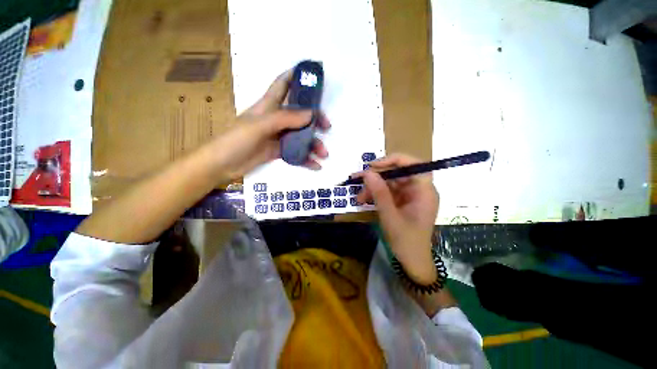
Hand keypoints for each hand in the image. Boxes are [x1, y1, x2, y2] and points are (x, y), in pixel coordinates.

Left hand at [206, 70, 329, 181]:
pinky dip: (306, 158)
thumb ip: (285, 119)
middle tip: (327, 127)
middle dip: (315, 118)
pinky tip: (315, 165)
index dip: (296, 76)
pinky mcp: (278, 151)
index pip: (283, 84)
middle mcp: (275, 118)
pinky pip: (296, 152)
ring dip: (313, 143)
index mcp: (268, 106)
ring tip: (323, 154)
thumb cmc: (236, 140)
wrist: (222, 165)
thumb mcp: (259, 126)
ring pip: (300, 135)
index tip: (313, 74)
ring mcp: (278, 136)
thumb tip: (311, 114)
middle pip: (299, 113)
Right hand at [356, 153, 438, 284]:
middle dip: (377, 176)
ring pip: (390, 182)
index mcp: (424, 191)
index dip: (394, 160)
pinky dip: (376, 194)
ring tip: (359, 197)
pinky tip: (364, 200)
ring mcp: (410, 195)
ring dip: (373, 187)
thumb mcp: (390, 216)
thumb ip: (379, 193)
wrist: (412, 261)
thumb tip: (367, 172)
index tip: (373, 165)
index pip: (414, 164)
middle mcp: (419, 189)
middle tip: (358, 179)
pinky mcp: (402, 201)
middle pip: (398, 172)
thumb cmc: (405, 241)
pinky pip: (388, 191)